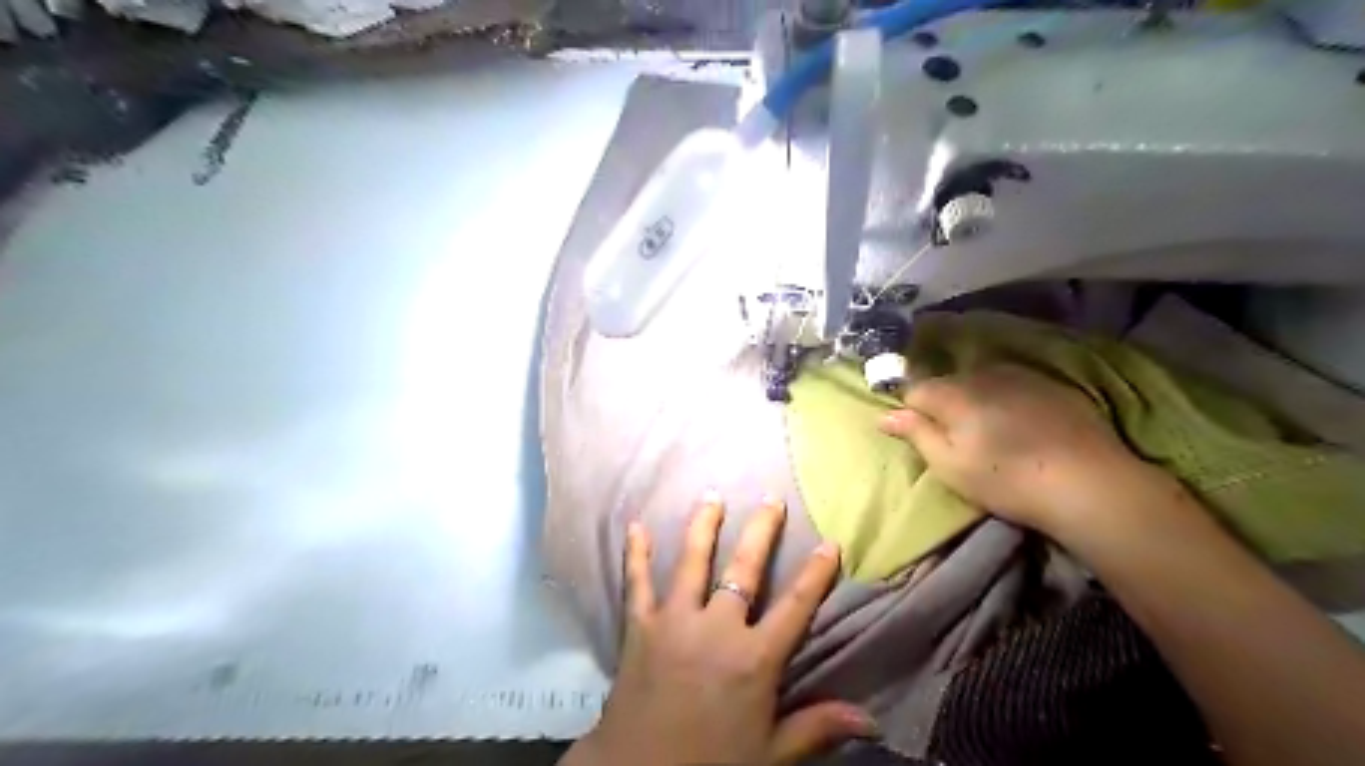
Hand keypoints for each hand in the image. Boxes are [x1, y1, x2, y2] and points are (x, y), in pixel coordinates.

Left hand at [564, 492, 872, 762]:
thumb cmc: (710, 765)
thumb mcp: (770, 754)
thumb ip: (817, 728)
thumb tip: (871, 719)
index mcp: (754, 658)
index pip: (795, 606)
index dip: (816, 573)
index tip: (830, 542)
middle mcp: (717, 628)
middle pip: (745, 569)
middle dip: (761, 531)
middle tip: (770, 498)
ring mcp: (675, 621)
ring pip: (692, 562)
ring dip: (703, 526)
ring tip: (713, 496)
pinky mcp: (640, 626)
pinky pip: (637, 582)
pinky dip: (636, 554)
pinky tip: (636, 526)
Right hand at [875, 362, 1141, 533]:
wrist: (1089, 482)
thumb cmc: (1007, 480)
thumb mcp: (949, 465)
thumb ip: (915, 433)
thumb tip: (884, 415)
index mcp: (952, 393)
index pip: (914, 390)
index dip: (911, 411)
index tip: (921, 434)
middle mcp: (982, 373)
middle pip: (948, 382)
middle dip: (944, 403)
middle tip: (956, 438)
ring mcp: (1020, 375)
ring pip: (981, 381)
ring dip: (976, 399)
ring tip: (989, 431)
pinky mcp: (1051, 385)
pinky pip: (1013, 384)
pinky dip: (1006, 399)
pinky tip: (1021, 425)